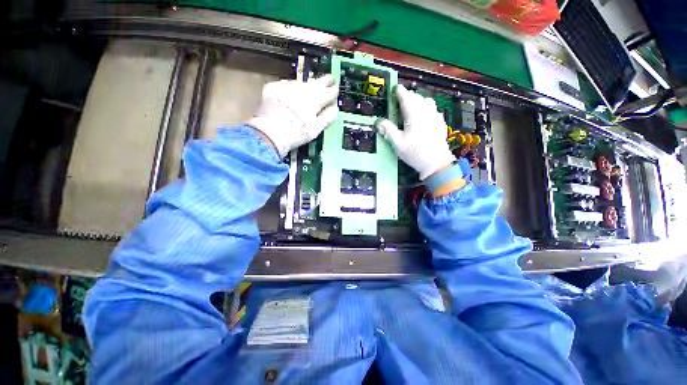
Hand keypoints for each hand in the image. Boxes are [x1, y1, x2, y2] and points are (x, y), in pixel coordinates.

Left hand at [248, 75, 338, 157]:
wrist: (269, 133)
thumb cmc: (296, 133)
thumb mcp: (316, 129)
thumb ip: (327, 117)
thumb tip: (335, 108)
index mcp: (315, 100)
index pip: (329, 91)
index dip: (334, 90)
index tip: (336, 88)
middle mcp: (302, 89)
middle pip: (317, 82)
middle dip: (325, 81)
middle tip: (329, 79)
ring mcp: (287, 86)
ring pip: (301, 83)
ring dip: (307, 86)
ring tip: (309, 92)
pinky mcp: (274, 87)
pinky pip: (287, 85)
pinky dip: (291, 89)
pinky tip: (291, 95)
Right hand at [376, 85, 454, 179]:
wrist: (436, 162)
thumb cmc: (414, 152)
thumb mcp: (397, 143)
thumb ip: (388, 130)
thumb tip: (378, 121)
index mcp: (413, 113)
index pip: (405, 97)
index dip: (399, 91)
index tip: (394, 89)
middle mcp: (425, 111)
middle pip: (416, 97)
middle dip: (407, 97)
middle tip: (399, 102)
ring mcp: (435, 116)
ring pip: (426, 101)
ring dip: (418, 101)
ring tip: (411, 109)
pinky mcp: (440, 122)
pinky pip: (433, 110)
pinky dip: (426, 109)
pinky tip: (423, 118)